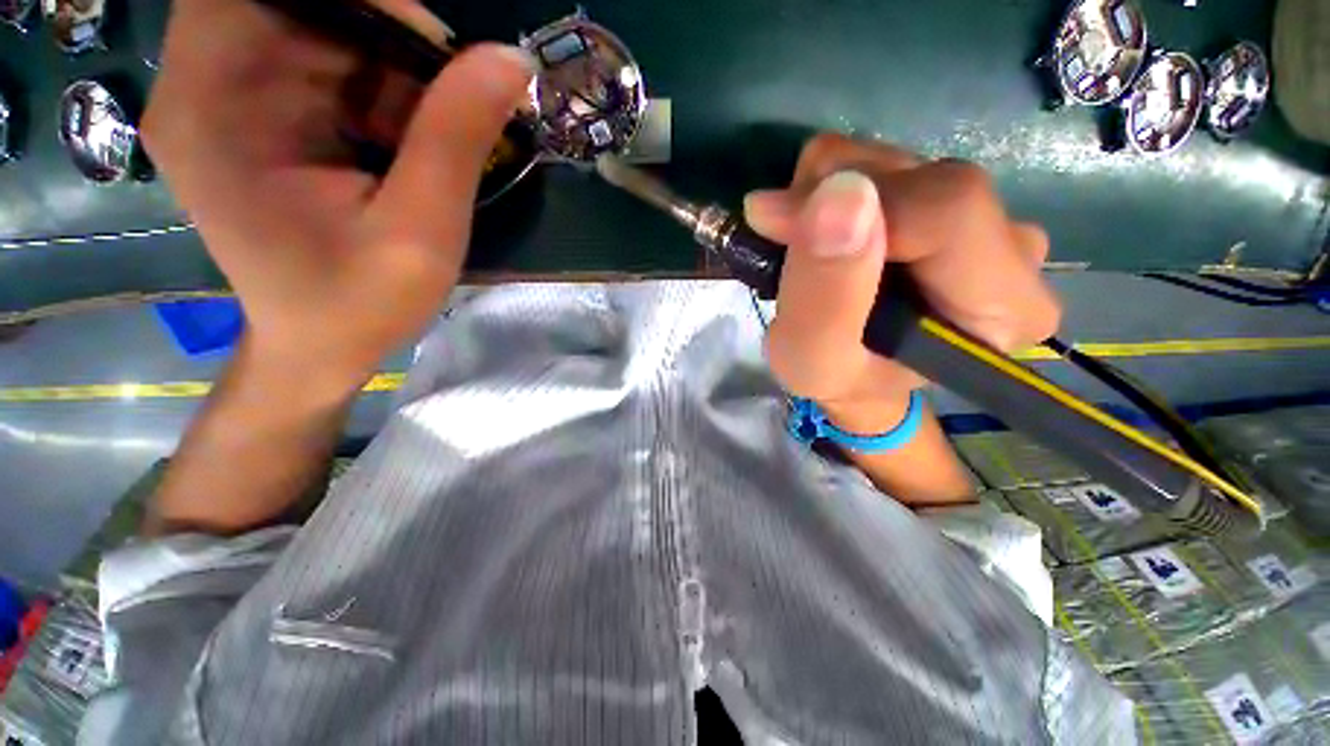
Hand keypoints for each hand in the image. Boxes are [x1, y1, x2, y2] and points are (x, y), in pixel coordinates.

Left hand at [143, 0, 532, 399]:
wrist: (319, 347)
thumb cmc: (361, 304)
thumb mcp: (421, 231)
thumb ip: (456, 140)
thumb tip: (510, 60)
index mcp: (212, 106)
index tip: (436, 49)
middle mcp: (202, 85)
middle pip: (296, 4)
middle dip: (384, 37)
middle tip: (449, 97)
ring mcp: (226, 98)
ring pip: (319, 30)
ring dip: (388, 69)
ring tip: (430, 137)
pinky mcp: (257, 116)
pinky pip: (323, 65)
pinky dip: (378, 90)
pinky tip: (406, 144)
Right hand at [745, 134, 1060, 431]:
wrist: (855, 373)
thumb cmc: (838, 379)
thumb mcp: (813, 361)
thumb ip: (824, 297)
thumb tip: (838, 194)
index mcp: (1004, 307)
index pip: (948, 210)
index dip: (856, 206)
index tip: (777, 224)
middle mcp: (1014, 251)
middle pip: (924, 178)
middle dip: (832, 199)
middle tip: (785, 242)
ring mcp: (988, 217)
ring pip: (900, 162)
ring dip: (828, 195)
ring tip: (805, 248)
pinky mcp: (953, 201)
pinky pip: (888, 163)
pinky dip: (835, 189)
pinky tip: (825, 233)